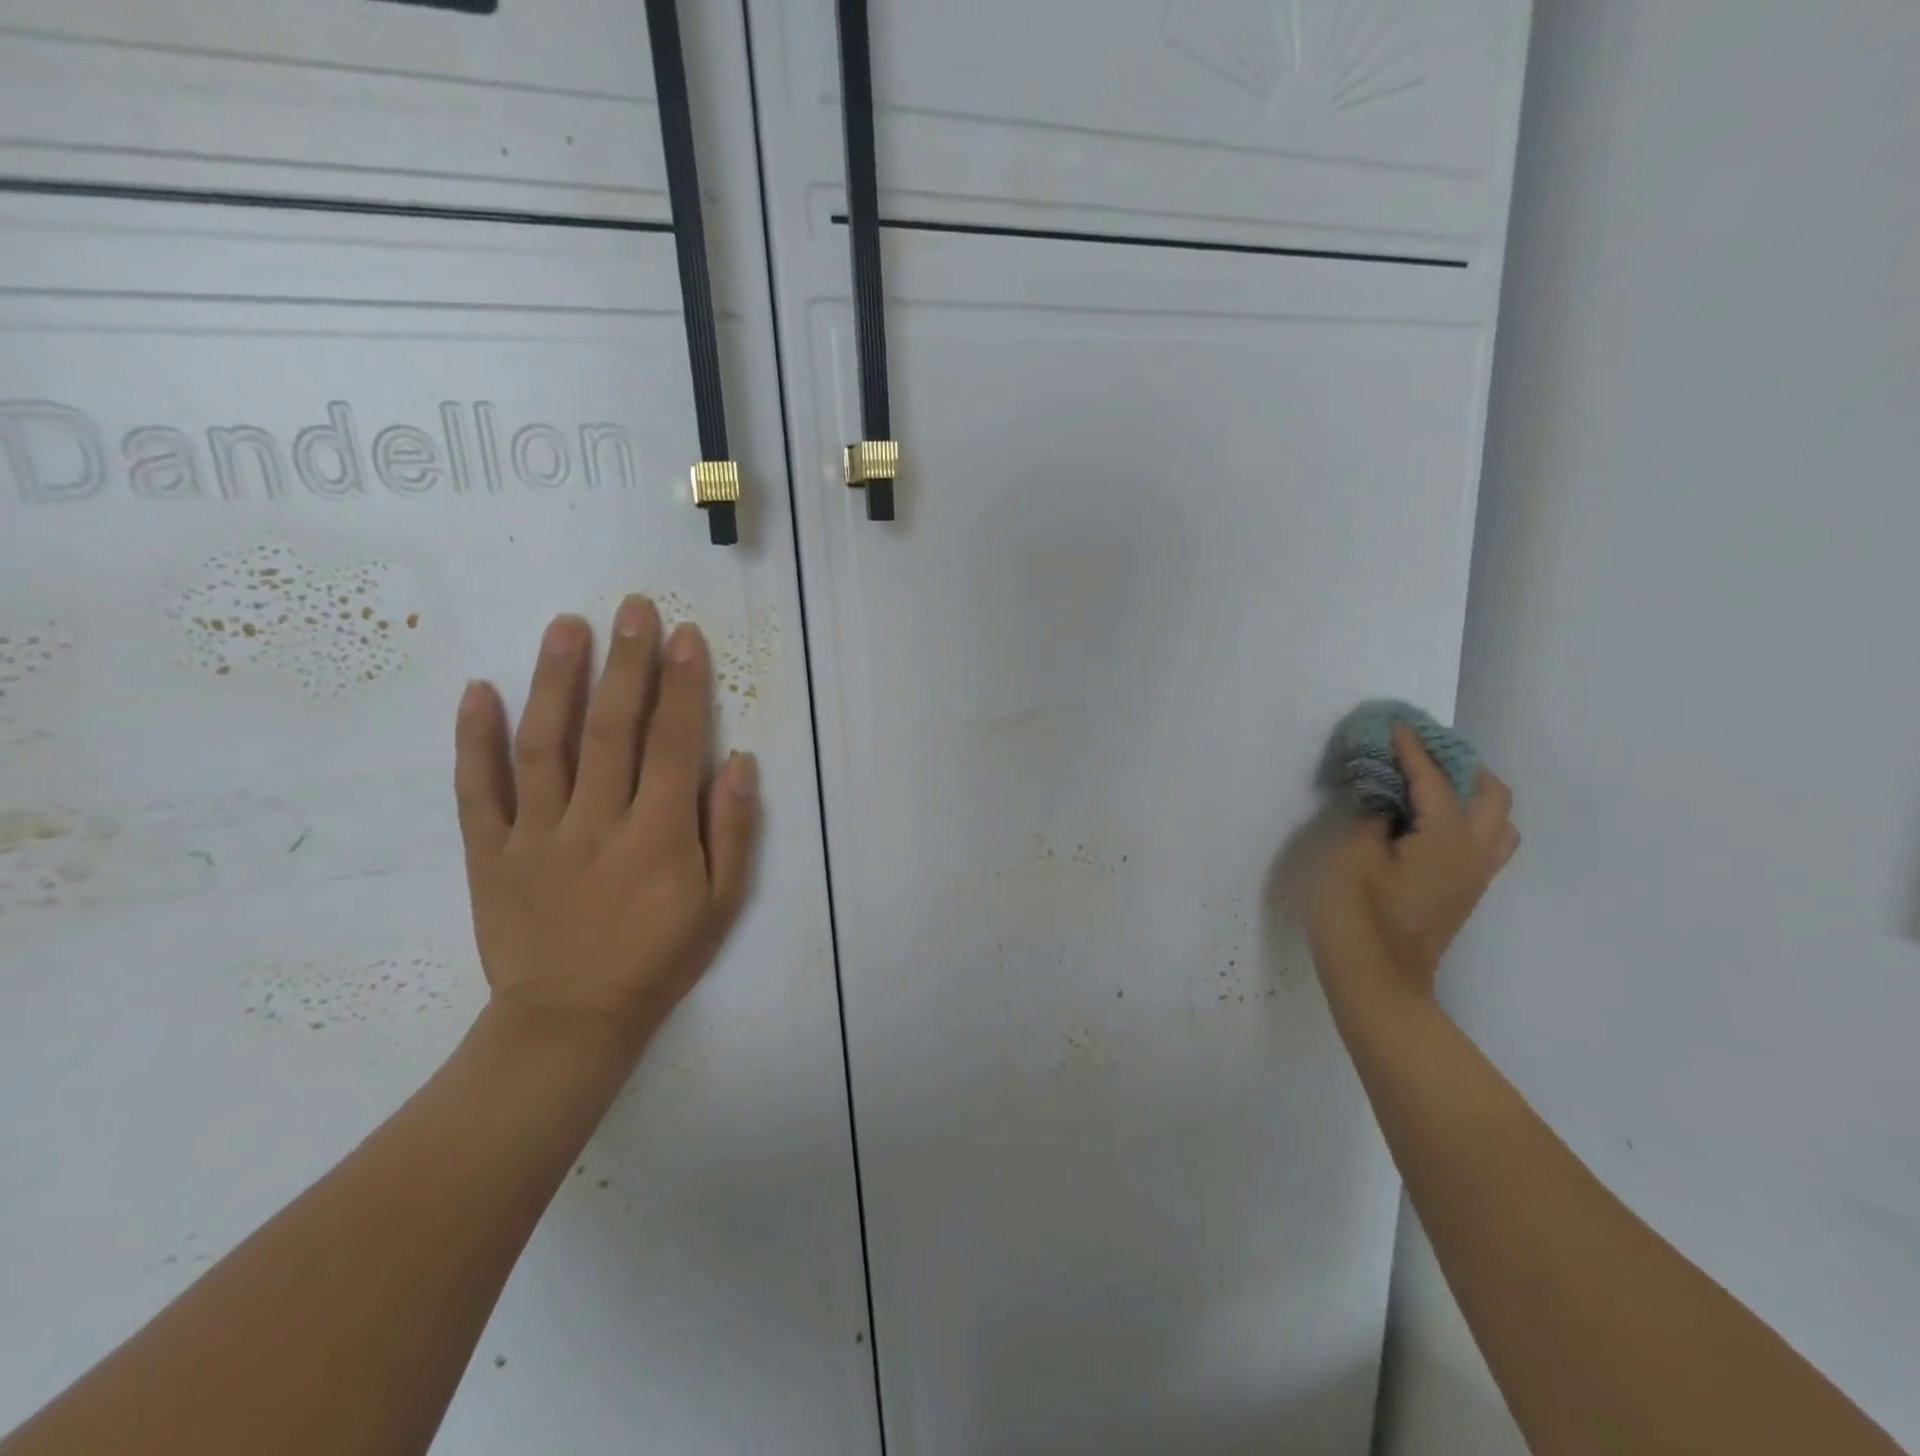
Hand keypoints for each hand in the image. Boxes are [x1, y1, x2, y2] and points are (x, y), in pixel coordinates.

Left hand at [453, 595, 758, 1058]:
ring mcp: (537, 835)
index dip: (682, 686)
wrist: (570, 1021)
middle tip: (631, 608)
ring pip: (545, 745)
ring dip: (556, 680)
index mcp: (659, 836)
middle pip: (613, 729)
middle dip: (626, 663)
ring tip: (566, 625)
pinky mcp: (490, 853)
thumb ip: (733, 832)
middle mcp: (598, 823)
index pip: (674, 744)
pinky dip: (475, 739)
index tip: (684, 636)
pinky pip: (478, 790)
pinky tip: (479, 690)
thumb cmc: (659, 958)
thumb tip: (739, 763)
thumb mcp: (720, 905)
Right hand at [1308, 724, 1517, 1000]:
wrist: (1376, 982)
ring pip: (1496, 819)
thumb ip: (1372, 817)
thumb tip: (1386, 800)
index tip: (1394, 723)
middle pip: (1489, 793)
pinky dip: (1464, 815)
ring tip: (1428, 783)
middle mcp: (1474, 853)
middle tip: (1417, 753)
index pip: (1433, 780)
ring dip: (1469, 791)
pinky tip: (1427, 820)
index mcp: (1448, 840)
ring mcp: (1474, 875)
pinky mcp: (1463, 891)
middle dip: (1458, 764)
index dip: (1411, 748)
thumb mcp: (1352, 857)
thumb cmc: (1357, 917)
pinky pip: (1483, 839)